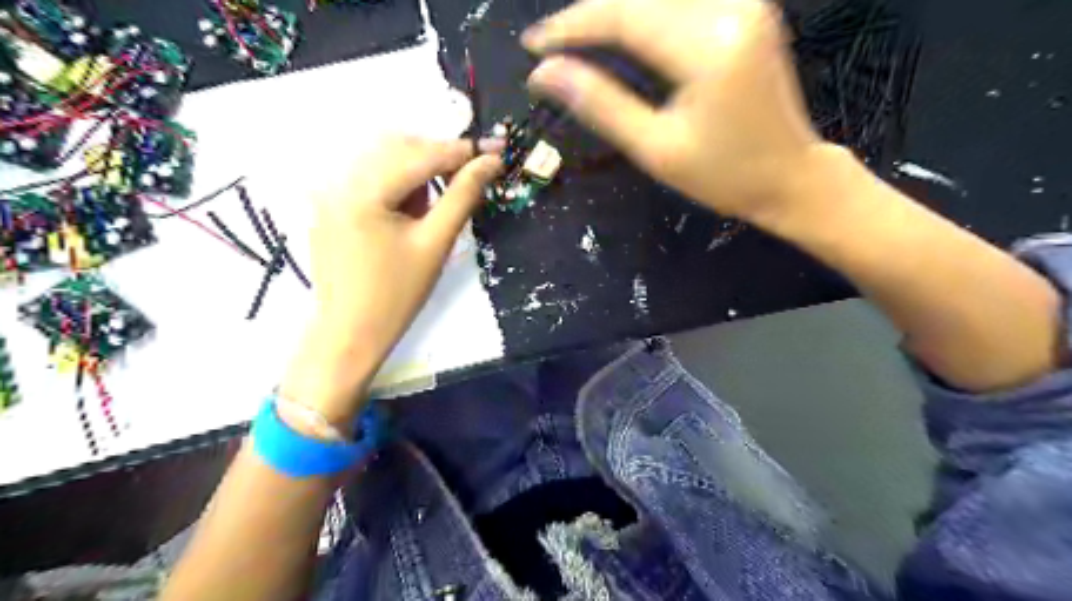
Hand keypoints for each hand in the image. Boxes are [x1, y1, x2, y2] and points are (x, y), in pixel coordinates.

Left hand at [283, 136, 504, 426]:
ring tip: (436, 202)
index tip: (496, 150)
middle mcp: (339, 180)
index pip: (421, 154)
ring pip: (383, 158)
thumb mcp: (435, 244)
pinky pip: (369, 176)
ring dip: (419, 168)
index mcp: (363, 190)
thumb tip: (489, 163)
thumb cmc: (397, 295)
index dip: (462, 150)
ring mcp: (329, 191)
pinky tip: (411, 209)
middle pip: (398, 146)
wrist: (350, 333)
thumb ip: (462, 196)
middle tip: (471, 176)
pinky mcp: (330, 204)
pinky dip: (398, 182)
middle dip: (439, 156)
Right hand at [523, 0, 822, 227]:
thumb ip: (600, 104)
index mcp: (709, 49)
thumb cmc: (722, 176)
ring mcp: (745, 3)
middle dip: (589, 18)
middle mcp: (731, 9)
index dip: (572, 27)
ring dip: (616, 14)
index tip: (533, 46)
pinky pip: (683, 3)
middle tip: (551, 45)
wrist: (790, 176)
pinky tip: (623, 33)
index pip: (625, 18)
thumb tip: (545, 74)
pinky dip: (645, 16)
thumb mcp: (655, 149)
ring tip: (580, 40)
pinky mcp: (748, 10)